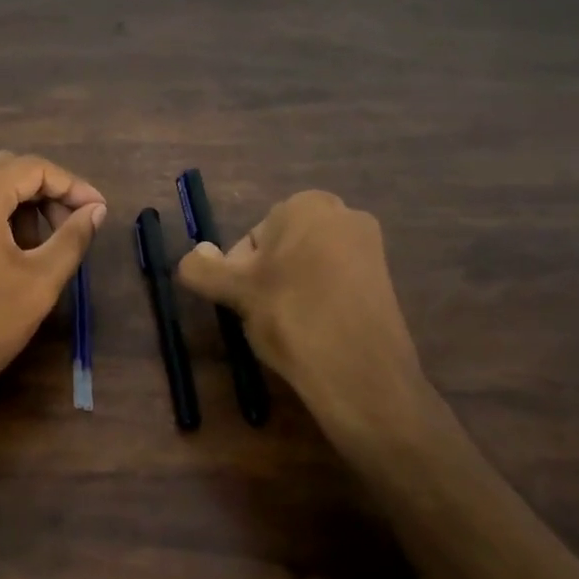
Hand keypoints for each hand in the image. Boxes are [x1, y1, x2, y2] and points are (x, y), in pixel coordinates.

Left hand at [0, 151, 106, 421]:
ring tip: (46, 243)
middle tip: (74, 224)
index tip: (97, 211)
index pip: (33, 167)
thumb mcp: (40, 281)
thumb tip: (96, 210)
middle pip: (7, 168)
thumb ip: (72, 237)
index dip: (71, 185)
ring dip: (22, 202)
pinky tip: (15, 249)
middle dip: (47, 191)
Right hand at [176, 190, 452, 460]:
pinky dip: (319, 302)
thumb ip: (203, 268)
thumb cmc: (293, 317)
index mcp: (308, 204)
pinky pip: (334, 284)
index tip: (247, 302)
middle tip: (267, 316)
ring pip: (306, 268)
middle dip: (268, 280)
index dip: (241, 272)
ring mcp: (369, 247)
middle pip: (281, 249)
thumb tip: (194, 254)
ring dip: (291, 293)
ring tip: (292, 328)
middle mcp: (344, 214)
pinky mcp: (384, 280)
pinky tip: (317, 332)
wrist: (361, 373)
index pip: (252, 237)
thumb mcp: (236, 292)